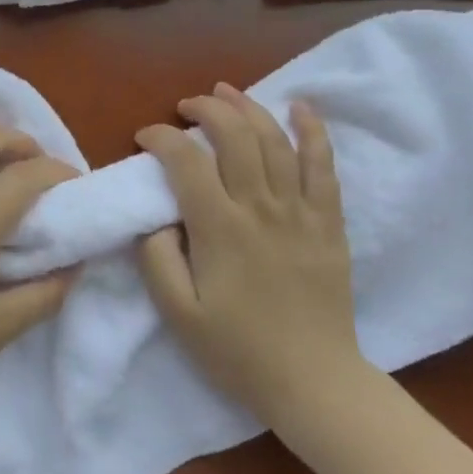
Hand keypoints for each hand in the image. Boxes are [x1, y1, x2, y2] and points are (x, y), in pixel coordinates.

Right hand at [135, 83, 367, 424]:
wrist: (313, 382)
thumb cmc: (238, 351)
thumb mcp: (178, 313)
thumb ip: (157, 258)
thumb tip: (156, 217)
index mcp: (220, 228)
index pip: (185, 161)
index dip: (160, 139)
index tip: (144, 138)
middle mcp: (260, 208)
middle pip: (233, 136)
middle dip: (205, 109)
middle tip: (185, 106)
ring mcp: (299, 211)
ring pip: (275, 141)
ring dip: (248, 107)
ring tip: (226, 91)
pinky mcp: (328, 222)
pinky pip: (323, 166)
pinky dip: (313, 131)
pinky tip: (300, 107)